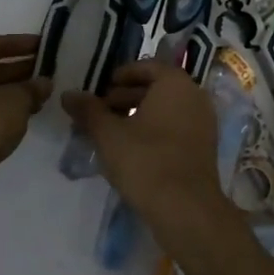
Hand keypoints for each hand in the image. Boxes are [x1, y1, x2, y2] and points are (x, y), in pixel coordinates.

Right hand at [61, 61, 226, 228]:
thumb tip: (68, 94)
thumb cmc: (145, 161)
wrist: (185, 208)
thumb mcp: (108, 134)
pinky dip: (155, 130)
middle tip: (101, 110)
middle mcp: (195, 96)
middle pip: (158, 87)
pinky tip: (133, 149)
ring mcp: (204, 122)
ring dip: (140, 114)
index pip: (148, 66)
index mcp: (176, 83)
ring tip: (112, 131)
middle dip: (127, 96)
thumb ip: (88, 110)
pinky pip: (177, 127)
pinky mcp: (205, 147)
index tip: (102, 88)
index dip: (122, 75)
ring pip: (167, 109)